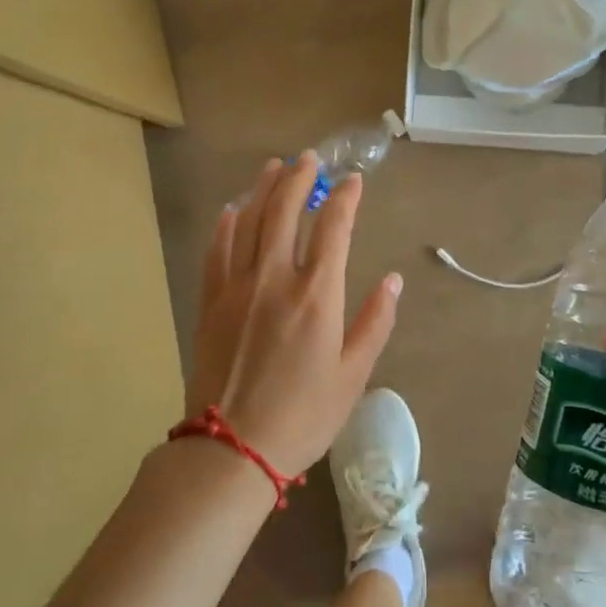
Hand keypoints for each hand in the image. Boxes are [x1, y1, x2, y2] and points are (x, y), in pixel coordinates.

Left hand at [189, 154, 401, 478]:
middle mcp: (276, 278)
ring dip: (264, 190)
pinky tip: (233, 210)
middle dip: (300, 179)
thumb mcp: (354, 375)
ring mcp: (238, 286)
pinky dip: (226, 225)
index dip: (346, 199)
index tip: (354, 181)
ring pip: (250, 222)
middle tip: (310, 159)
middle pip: (287, 212)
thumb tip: (394, 280)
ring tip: (274, 167)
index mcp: (317, 295)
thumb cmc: (303, 415)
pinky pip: (217, 251)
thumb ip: (375, 322)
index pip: (334, 229)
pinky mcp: (211, 301)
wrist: (232, 448)